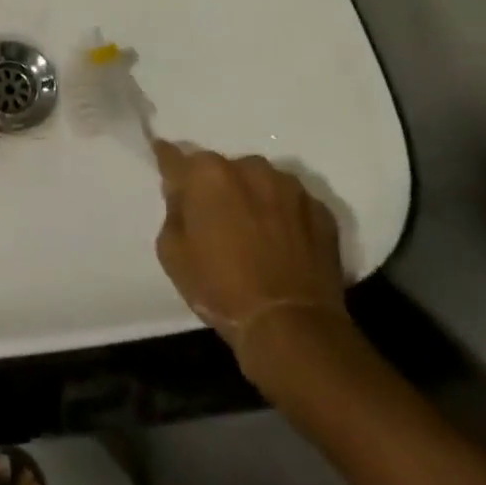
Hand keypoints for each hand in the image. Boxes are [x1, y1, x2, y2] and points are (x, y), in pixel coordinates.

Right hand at [152, 144, 350, 385]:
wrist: (293, 328)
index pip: (174, 156)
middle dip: (216, 187)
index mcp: (206, 173)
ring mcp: (289, 186)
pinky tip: (284, 246)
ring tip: (256, 234)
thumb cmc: (221, 290)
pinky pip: (292, 204)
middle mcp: (248, 167)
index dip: (167, 160)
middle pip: (222, 169)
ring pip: (260, 182)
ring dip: (253, 198)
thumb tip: (184, 198)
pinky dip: (285, 217)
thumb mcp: (172, 254)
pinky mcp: (321, 210)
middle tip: (216, 219)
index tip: (164, 161)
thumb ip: (174, 213)